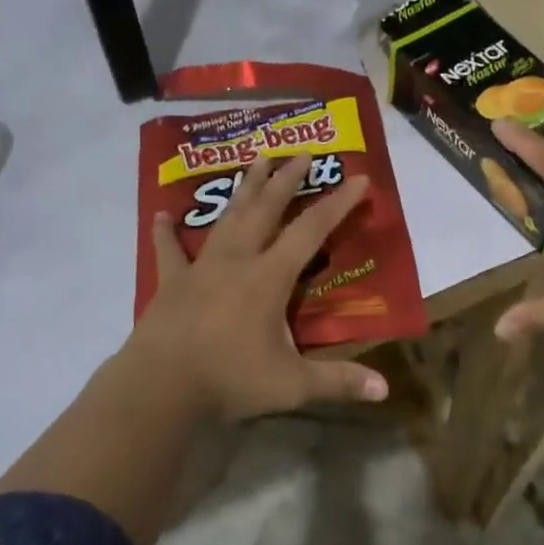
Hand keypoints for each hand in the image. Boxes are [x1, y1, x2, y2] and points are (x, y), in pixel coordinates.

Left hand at [123, 153, 388, 420]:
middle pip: (267, 209)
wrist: (159, 387)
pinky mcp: (171, 283)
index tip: (358, 178)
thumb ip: (338, 382)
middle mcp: (238, 260)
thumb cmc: (229, 379)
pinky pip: (170, 251)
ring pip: (228, 218)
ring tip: (256, 161)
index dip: (338, 203)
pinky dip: (166, 233)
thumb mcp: (291, 385)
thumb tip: (385, 391)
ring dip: (245, 189)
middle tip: (302, 153)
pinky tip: (162, 215)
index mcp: (269, 276)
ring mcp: (201, 267)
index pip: (311, 230)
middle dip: (287, 179)